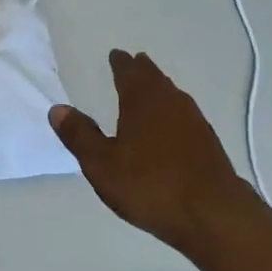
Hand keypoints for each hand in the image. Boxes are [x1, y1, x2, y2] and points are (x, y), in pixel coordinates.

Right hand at [51, 50, 265, 256]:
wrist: (213, 215)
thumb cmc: (150, 186)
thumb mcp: (102, 164)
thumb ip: (80, 135)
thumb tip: (58, 109)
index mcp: (142, 101)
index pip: (129, 72)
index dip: (120, 63)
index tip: (116, 55)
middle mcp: (171, 103)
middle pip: (154, 78)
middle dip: (142, 70)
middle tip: (133, 63)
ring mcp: (194, 122)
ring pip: (172, 95)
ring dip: (159, 88)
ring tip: (150, 90)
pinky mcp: (208, 143)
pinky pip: (184, 114)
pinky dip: (172, 110)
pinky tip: (171, 125)